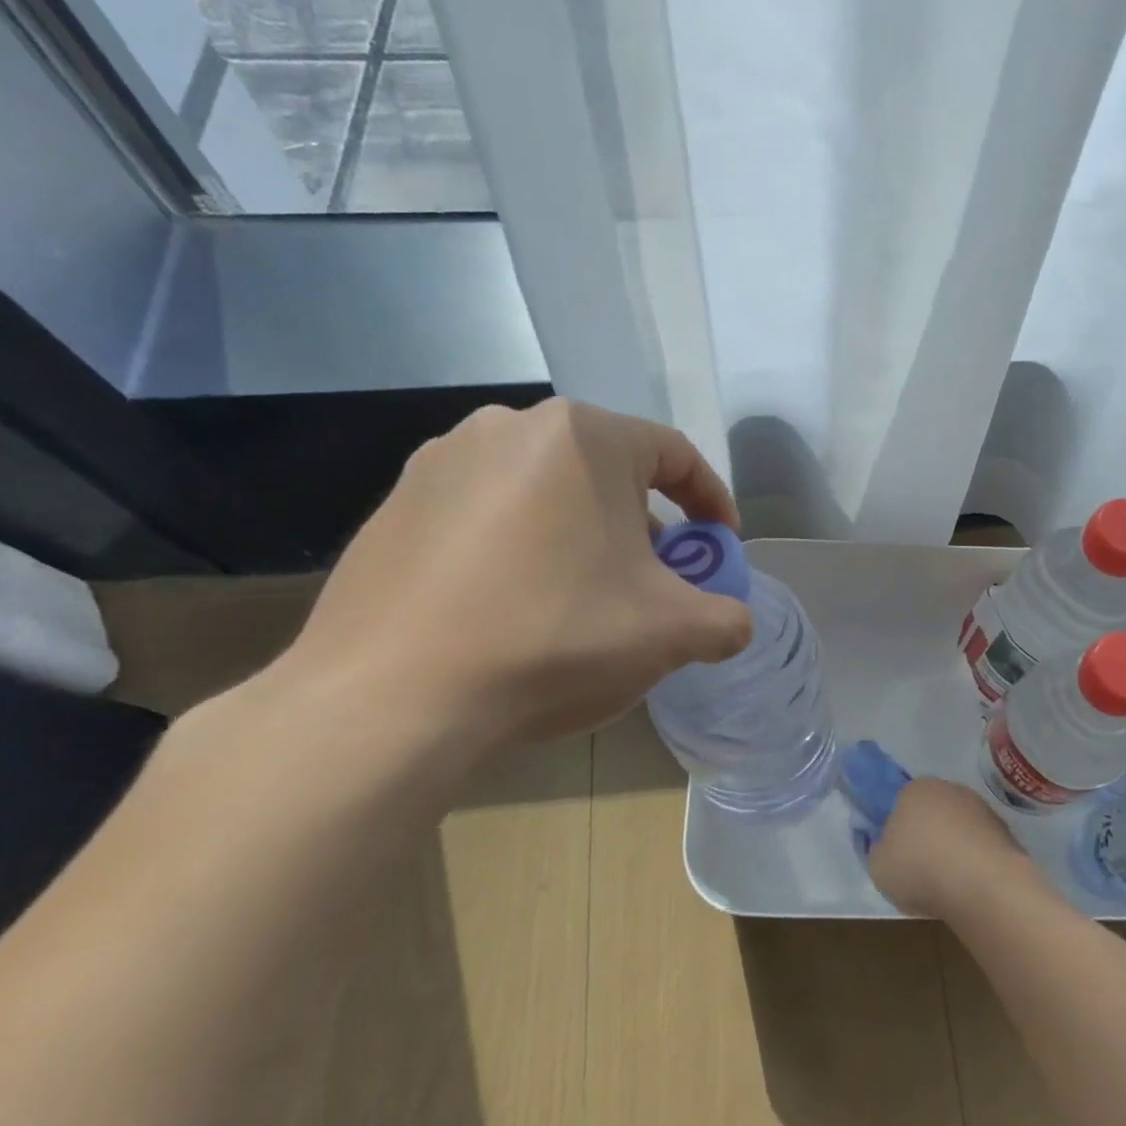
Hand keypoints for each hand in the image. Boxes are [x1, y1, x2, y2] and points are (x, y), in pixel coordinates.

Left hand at [275, 399, 753, 756]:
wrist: (392, 698)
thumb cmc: (554, 639)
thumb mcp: (670, 633)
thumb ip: (725, 620)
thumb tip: (733, 624)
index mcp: (584, 437)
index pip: (674, 454)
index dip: (710, 501)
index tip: (719, 547)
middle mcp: (509, 427)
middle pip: (607, 472)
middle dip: (644, 525)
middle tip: (653, 582)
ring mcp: (440, 463)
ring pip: (545, 492)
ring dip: (581, 535)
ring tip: (583, 597)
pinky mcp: (395, 507)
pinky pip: (486, 516)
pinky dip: (520, 549)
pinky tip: (514, 607)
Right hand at [862, 768, 1033, 918]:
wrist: (984, 886)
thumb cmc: (920, 868)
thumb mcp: (877, 865)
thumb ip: (876, 849)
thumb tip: (886, 845)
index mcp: (915, 788)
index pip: (899, 800)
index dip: (895, 827)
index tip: (894, 852)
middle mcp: (950, 790)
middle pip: (931, 812)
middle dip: (925, 835)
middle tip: (918, 869)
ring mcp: (982, 810)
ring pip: (958, 829)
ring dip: (952, 849)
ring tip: (946, 885)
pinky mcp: (1005, 833)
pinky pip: (980, 847)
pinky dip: (974, 863)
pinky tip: (969, 888)